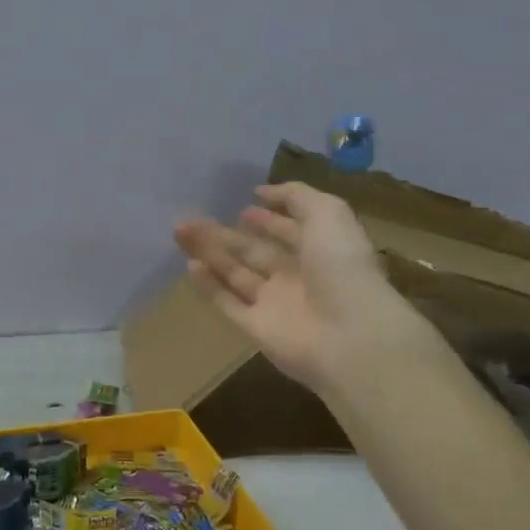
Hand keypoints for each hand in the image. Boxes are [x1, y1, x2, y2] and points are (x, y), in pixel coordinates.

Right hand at [173, 182, 437, 396]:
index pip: (289, 231)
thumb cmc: (342, 267)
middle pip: (254, 252)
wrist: (349, 336)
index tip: (244, 206)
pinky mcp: (256, 329)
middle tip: (191, 218)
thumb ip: (296, 196)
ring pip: (234, 274)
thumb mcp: (328, 214)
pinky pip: (227, 303)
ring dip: (209, 253)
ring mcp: (275, 304)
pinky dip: (208, 286)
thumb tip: (262, 192)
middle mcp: (296, 277)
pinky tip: (189, 266)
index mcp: (319, 250)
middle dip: (225, 234)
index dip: (269, 219)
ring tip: (180, 231)